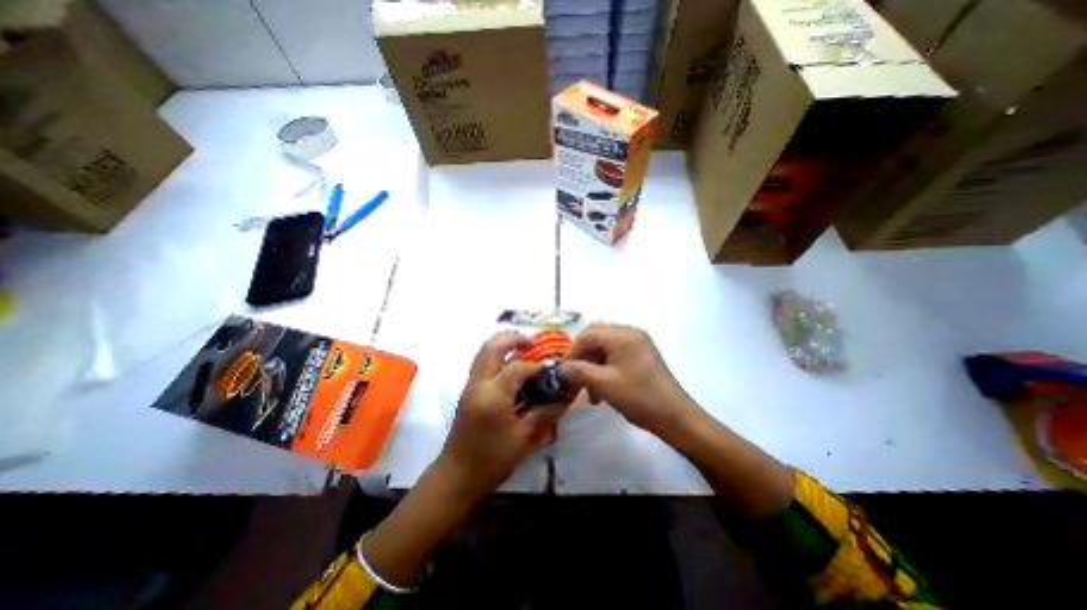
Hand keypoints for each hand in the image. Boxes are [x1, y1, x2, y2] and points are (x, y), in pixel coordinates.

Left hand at [436, 333, 563, 501]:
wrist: (457, 476)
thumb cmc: (492, 460)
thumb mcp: (523, 437)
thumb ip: (544, 412)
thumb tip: (565, 398)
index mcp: (493, 395)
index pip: (517, 368)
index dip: (536, 367)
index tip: (550, 373)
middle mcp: (478, 384)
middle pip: (492, 347)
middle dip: (513, 339)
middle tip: (531, 344)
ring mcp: (470, 386)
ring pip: (483, 352)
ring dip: (502, 345)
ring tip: (522, 350)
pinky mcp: (468, 391)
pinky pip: (481, 364)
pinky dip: (496, 357)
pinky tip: (510, 369)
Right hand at [556, 325, 700, 437]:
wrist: (676, 417)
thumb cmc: (639, 397)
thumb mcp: (604, 384)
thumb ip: (578, 371)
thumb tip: (561, 368)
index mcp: (621, 335)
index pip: (587, 335)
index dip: (572, 352)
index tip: (564, 373)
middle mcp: (630, 332)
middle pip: (595, 338)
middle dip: (582, 358)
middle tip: (575, 377)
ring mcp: (638, 343)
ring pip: (604, 348)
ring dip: (593, 366)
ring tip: (588, 391)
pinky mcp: (642, 355)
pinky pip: (616, 355)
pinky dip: (605, 369)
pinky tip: (602, 390)